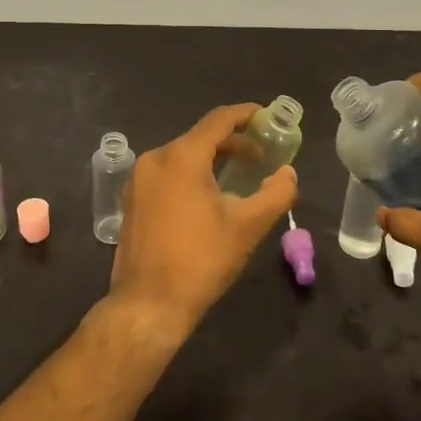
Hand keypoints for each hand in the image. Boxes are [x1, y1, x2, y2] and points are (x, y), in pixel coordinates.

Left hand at [105, 103, 297, 344]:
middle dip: (233, 142)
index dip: (246, 115)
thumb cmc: (201, 260)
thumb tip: (288, 173)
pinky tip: (208, 197)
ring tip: (239, 177)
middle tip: (262, 155)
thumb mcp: (248, 226)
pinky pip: (167, 174)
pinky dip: (191, 175)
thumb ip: (276, 193)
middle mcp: (155, 159)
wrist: (148, 305)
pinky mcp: (133, 200)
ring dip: (212, 160)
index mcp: (182, 156)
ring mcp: (139, 180)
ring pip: (182, 156)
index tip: (268, 117)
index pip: (219, 120)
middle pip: (200, 137)